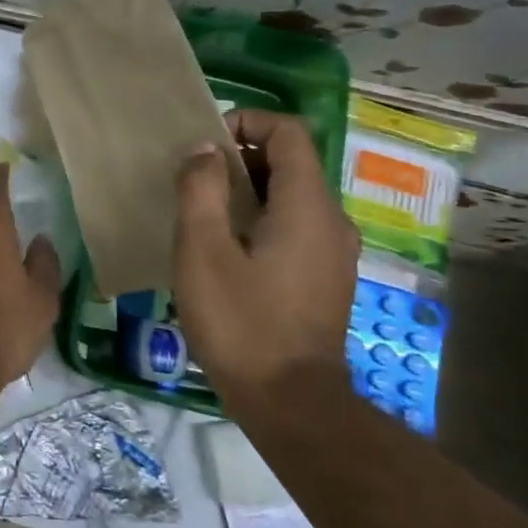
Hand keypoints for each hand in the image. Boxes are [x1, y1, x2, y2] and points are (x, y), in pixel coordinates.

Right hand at [172, 110, 359, 405]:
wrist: (292, 405)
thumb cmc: (242, 323)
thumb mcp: (202, 251)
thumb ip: (201, 190)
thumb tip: (204, 150)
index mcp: (307, 206)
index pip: (289, 132)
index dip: (246, 122)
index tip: (204, 147)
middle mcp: (332, 220)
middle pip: (290, 162)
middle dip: (240, 159)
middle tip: (193, 182)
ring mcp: (334, 252)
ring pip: (291, 196)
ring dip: (247, 191)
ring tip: (202, 216)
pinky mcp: (326, 277)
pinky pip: (295, 226)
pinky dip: (261, 219)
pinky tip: (226, 252)